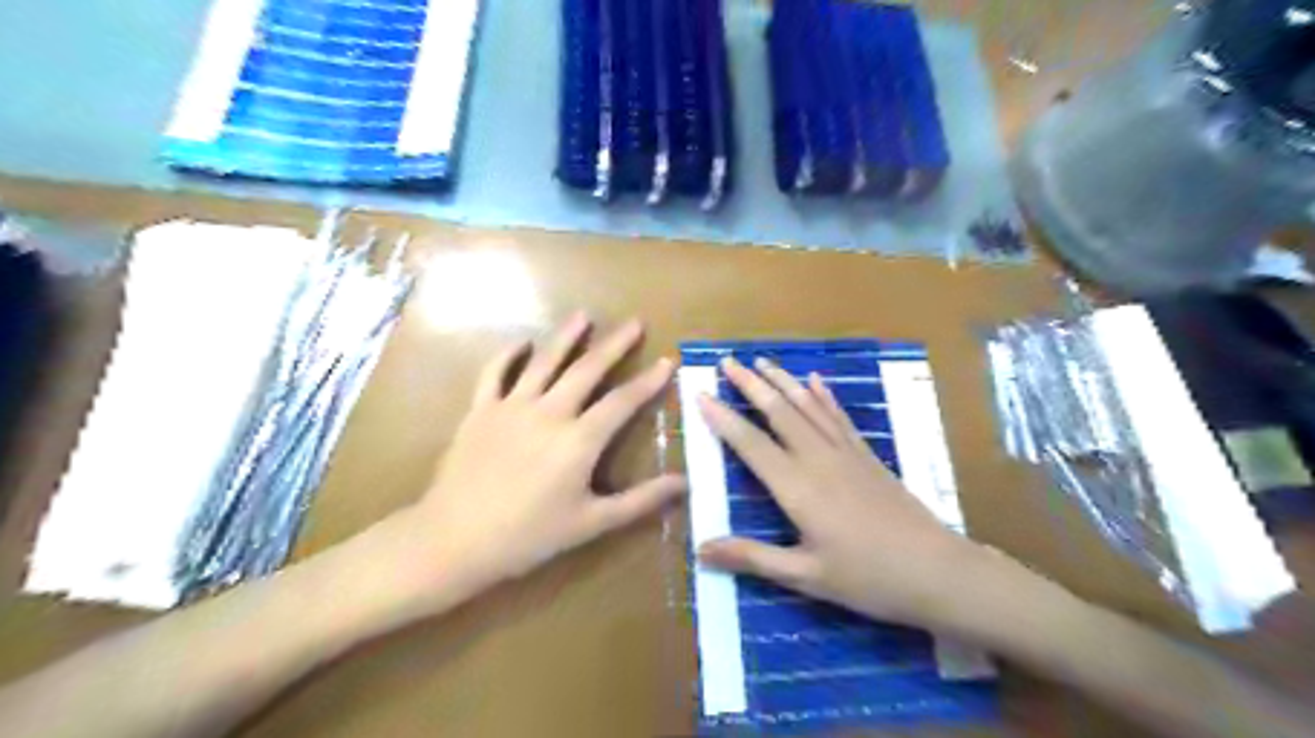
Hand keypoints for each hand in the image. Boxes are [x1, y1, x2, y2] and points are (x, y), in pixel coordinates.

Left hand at [411, 314, 688, 590]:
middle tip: (634, 322)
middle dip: (614, 344)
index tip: (667, 360)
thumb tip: (684, 483)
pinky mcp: (481, 410)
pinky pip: (495, 372)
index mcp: (579, 440)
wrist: (454, 539)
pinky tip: (522, 343)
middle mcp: (549, 412)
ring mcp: (511, 406)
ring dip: (566, 336)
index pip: (623, 401)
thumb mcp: (592, 523)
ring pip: (544, 361)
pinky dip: (509, 354)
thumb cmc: (529, 536)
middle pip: (587, 369)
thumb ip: (640, 501)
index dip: (648, 381)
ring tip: (583, 316)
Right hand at [697, 358, 986, 628]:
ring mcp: (845, 453)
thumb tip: (700, 550)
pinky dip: (824, 395)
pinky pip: (839, 416)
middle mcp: (818, 459)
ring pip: (808, 406)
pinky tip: (815, 379)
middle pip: (778, 412)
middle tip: (727, 361)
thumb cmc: (867, 578)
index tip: (700, 394)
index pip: (750, 444)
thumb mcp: (805, 577)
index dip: (723, 419)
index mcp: (797, 487)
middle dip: (750, 384)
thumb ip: (752, 558)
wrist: (937, 571)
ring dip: (782, 380)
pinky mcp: (866, 455)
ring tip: (761, 361)